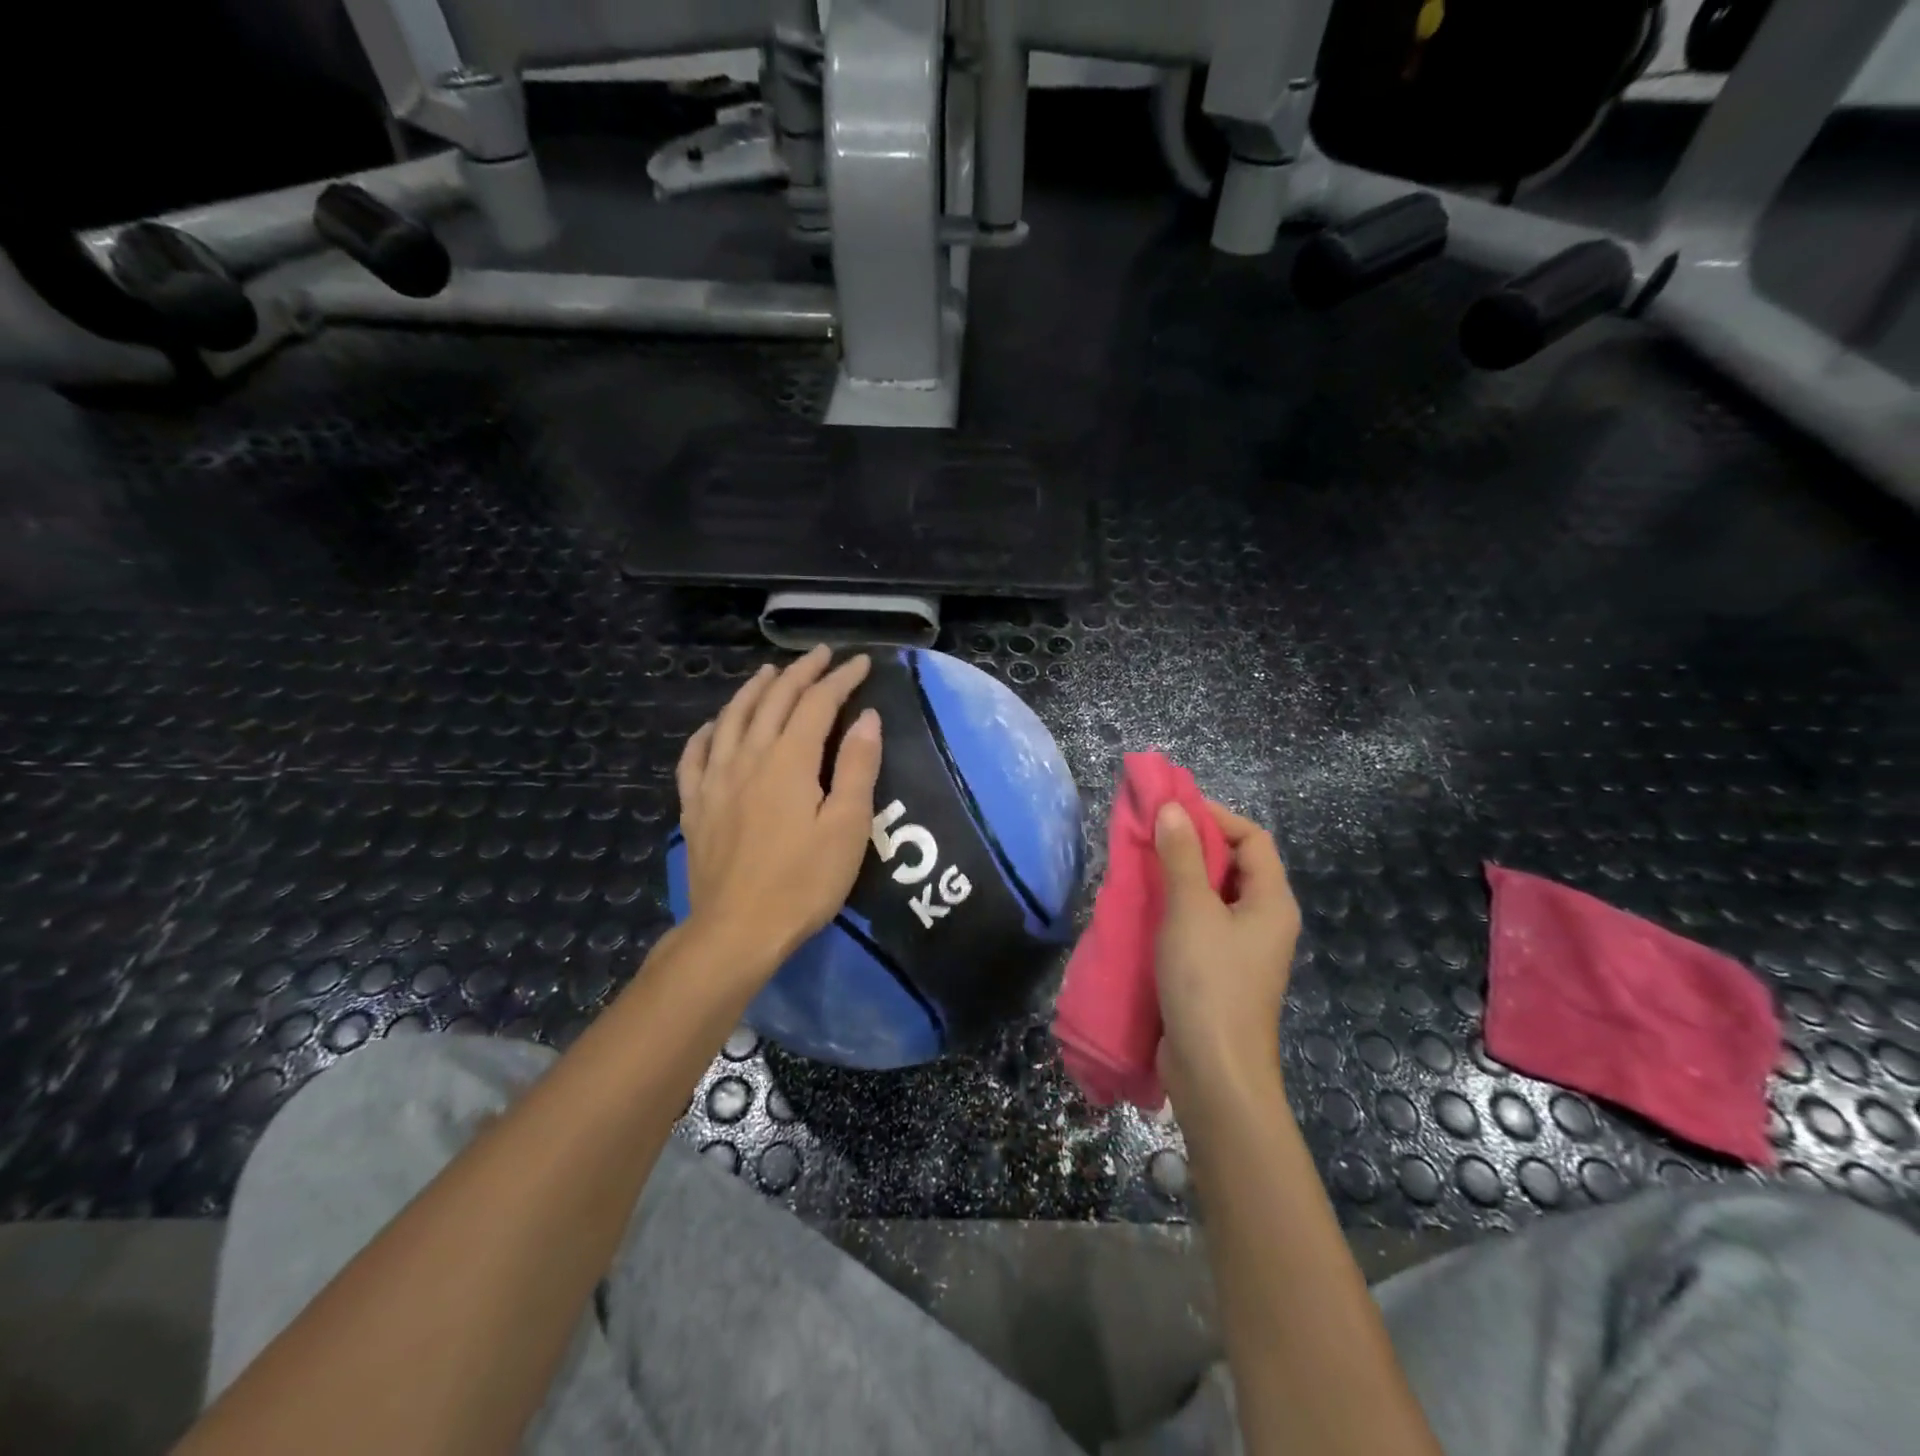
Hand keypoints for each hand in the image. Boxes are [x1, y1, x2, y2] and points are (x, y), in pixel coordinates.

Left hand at [675, 646, 882, 975]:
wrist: (737, 930)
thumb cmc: (803, 881)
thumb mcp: (847, 827)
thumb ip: (856, 767)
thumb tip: (866, 717)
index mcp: (789, 760)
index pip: (817, 703)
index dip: (840, 679)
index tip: (861, 664)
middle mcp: (748, 757)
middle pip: (773, 701)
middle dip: (800, 673)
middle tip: (821, 656)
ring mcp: (715, 780)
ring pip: (733, 718)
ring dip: (753, 690)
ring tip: (769, 673)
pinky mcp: (695, 805)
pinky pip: (695, 755)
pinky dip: (708, 731)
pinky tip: (715, 725)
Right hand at [1153, 801, 1300, 1108]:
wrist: (1213, 1072)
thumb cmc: (1208, 982)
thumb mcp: (1191, 911)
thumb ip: (1182, 856)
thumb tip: (1173, 808)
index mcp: (1272, 901)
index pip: (1253, 838)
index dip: (1216, 817)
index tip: (1172, 811)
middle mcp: (1264, 921)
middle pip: (1234, 865)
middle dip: (1193, 845)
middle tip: (1149, 835)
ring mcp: (1242, 950)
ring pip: (1212, 896)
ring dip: (1179, 877)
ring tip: (1140, 866)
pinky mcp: (1218, 972)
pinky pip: (1200, 925)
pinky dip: (1175, 909)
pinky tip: (1144, 909)